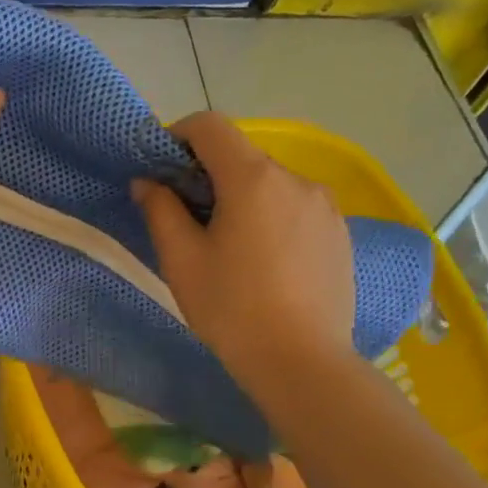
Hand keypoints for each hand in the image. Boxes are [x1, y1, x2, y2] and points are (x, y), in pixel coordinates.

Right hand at [132, 112, 354, 389]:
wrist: (301, 361)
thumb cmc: (231, 307)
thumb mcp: (181, 260)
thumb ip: (160, 210)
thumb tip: (148, 182)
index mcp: (252, 178)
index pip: (210, 126)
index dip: (178, 135)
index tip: (160, 168)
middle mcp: (295, 179)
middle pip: (241, 156)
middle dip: (207, 174)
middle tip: (184, 216)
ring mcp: (324, 205)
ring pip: (270, 184)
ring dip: (241, 197)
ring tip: (226, 246)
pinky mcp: (340, 233)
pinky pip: (295, 208)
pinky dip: (270, 217)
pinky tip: (262, 262)